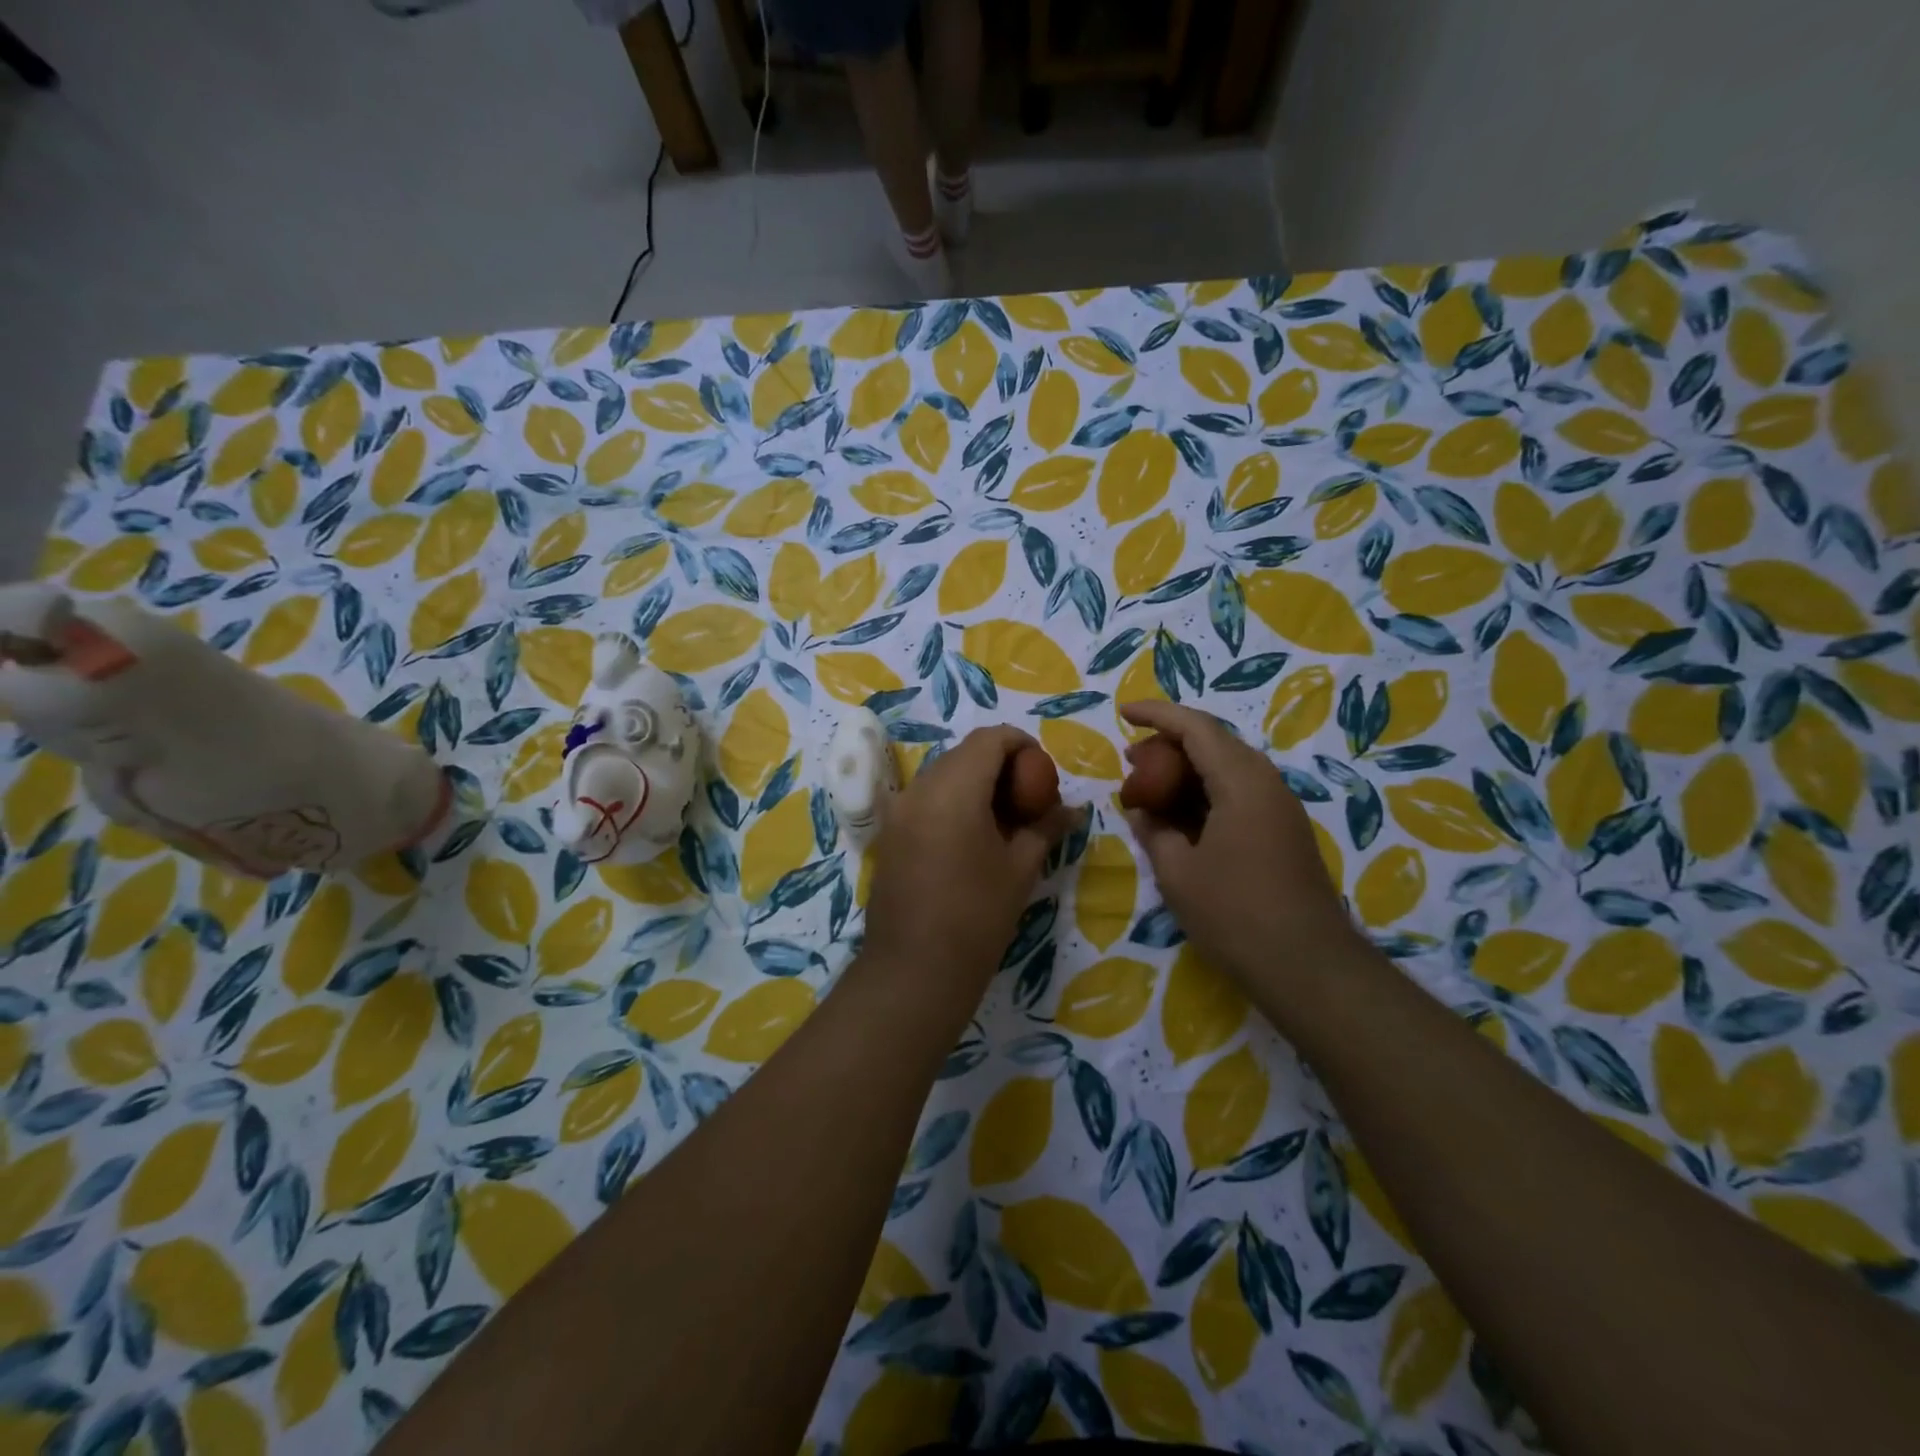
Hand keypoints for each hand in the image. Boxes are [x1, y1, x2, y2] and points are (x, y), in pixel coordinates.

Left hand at [862, 726, 1073, 1001]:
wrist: (914, 970)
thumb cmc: (977, 917)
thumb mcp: (1020, 868)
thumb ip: (1046, 828)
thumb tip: (1073, 810)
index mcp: (954, 788)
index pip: (990, 738)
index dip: (1022, 744)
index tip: (1044, 773)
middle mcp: (920, 788)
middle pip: (965, 753)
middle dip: (1000, 764)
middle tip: (1028, 798)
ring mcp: (899, 810)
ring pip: (943, 774)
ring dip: (975, 782)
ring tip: (1003, 820)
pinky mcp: (889, 833)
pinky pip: (925, 798)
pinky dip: (952, 801)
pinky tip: (971, 837)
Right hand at [1119, 700, 1361, 985]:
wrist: (1309, 967)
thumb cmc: (1235, 914)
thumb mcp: (1178, 872)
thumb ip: (1154, 830)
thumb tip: (1140, 810)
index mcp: (1242, 782)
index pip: (1196, 728)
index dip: (1157, 714)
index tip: (1123, 712)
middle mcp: (1267, 783)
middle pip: (1215, 743)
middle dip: (1170, 744)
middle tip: (1132, 761)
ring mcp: (1280, 808)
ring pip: (1229, 768)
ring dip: (1188, 771)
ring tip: (1151, 788)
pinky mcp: (1284, 832)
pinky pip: (1240, 793)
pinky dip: (1206, 793)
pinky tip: (1183, 818)